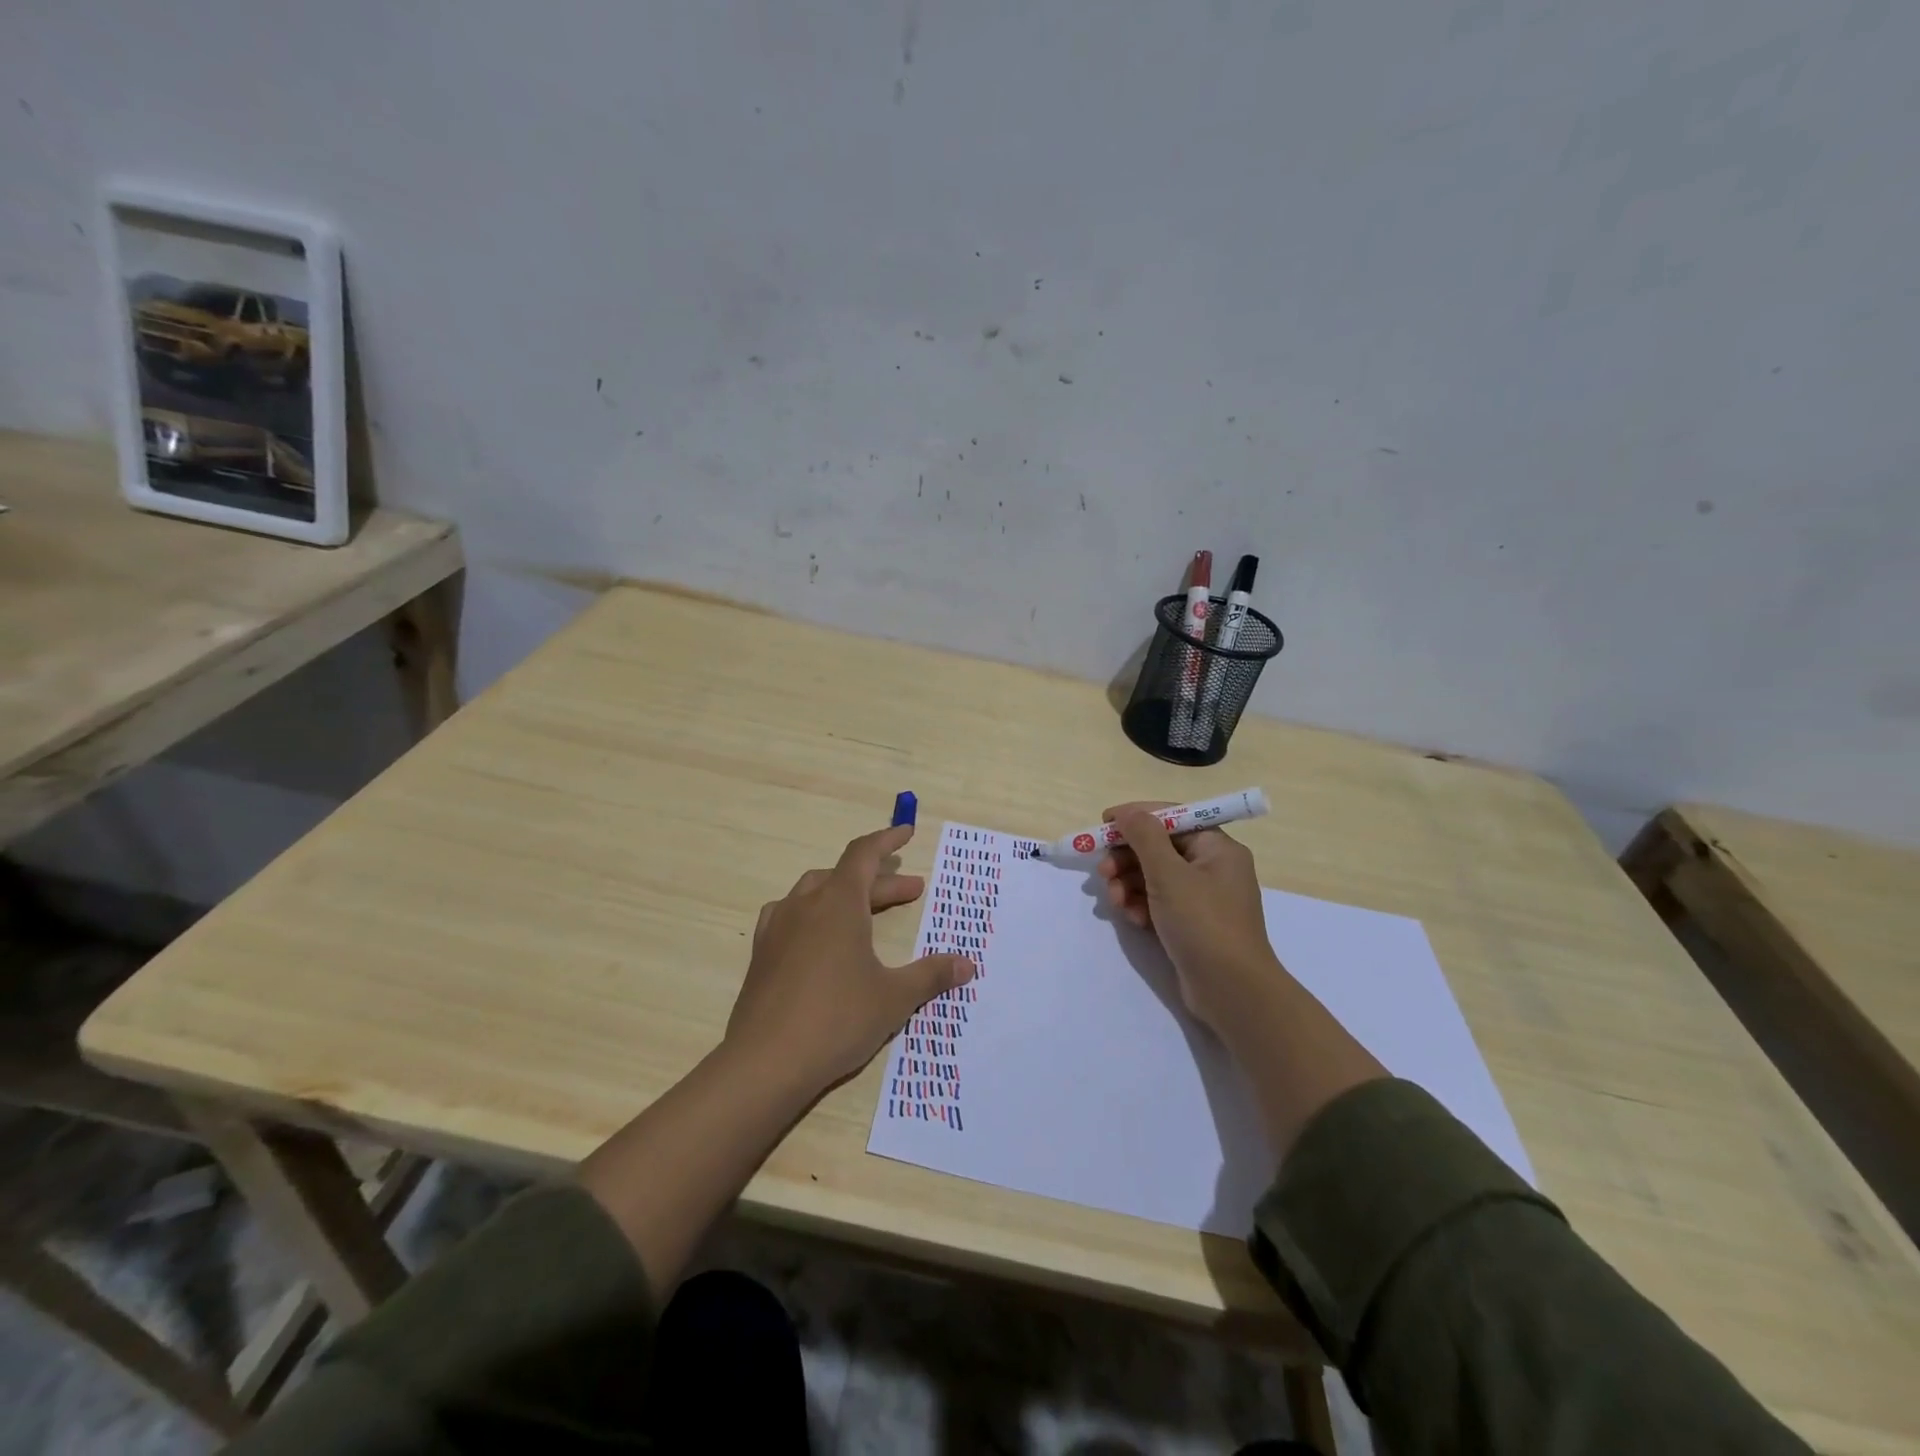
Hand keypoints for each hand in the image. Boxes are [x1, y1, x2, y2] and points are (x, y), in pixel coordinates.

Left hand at [727, 824, 975, 1094]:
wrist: (765, 1063)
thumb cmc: (837, 1019)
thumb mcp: (894, 998)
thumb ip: (930, 976)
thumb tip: (966, 964)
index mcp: (838, 903)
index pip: (864, 854)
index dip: (887, 840)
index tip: (907, 832)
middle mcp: (805, 905)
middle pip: (845, 876)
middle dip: (881, 881)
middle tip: (912, 893)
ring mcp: (778, 929)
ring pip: (815, 893)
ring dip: (845, 894)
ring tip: (866, 911)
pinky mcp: (761, 955)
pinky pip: (791, 917)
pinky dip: (814, 915)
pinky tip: (820, 938)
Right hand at [1096, 801, 1280, 1035]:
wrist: (1232, 991)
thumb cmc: (1203, 923)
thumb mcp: (1169, 874)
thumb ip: (1144, 837)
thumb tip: (1127, 812)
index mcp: (1217, 847)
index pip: (1172, 818)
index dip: (1136, 817)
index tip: (1103, 823)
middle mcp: (1213, 867)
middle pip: (1160, 848)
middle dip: (1127, 858)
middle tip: (1102, 872)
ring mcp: (1203, 898)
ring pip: (1155, 877)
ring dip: (1129, 884)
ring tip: (1114, 901)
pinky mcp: (1192, 924)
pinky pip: (1159, 902)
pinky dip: (1141, 905)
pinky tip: (1131, 919)